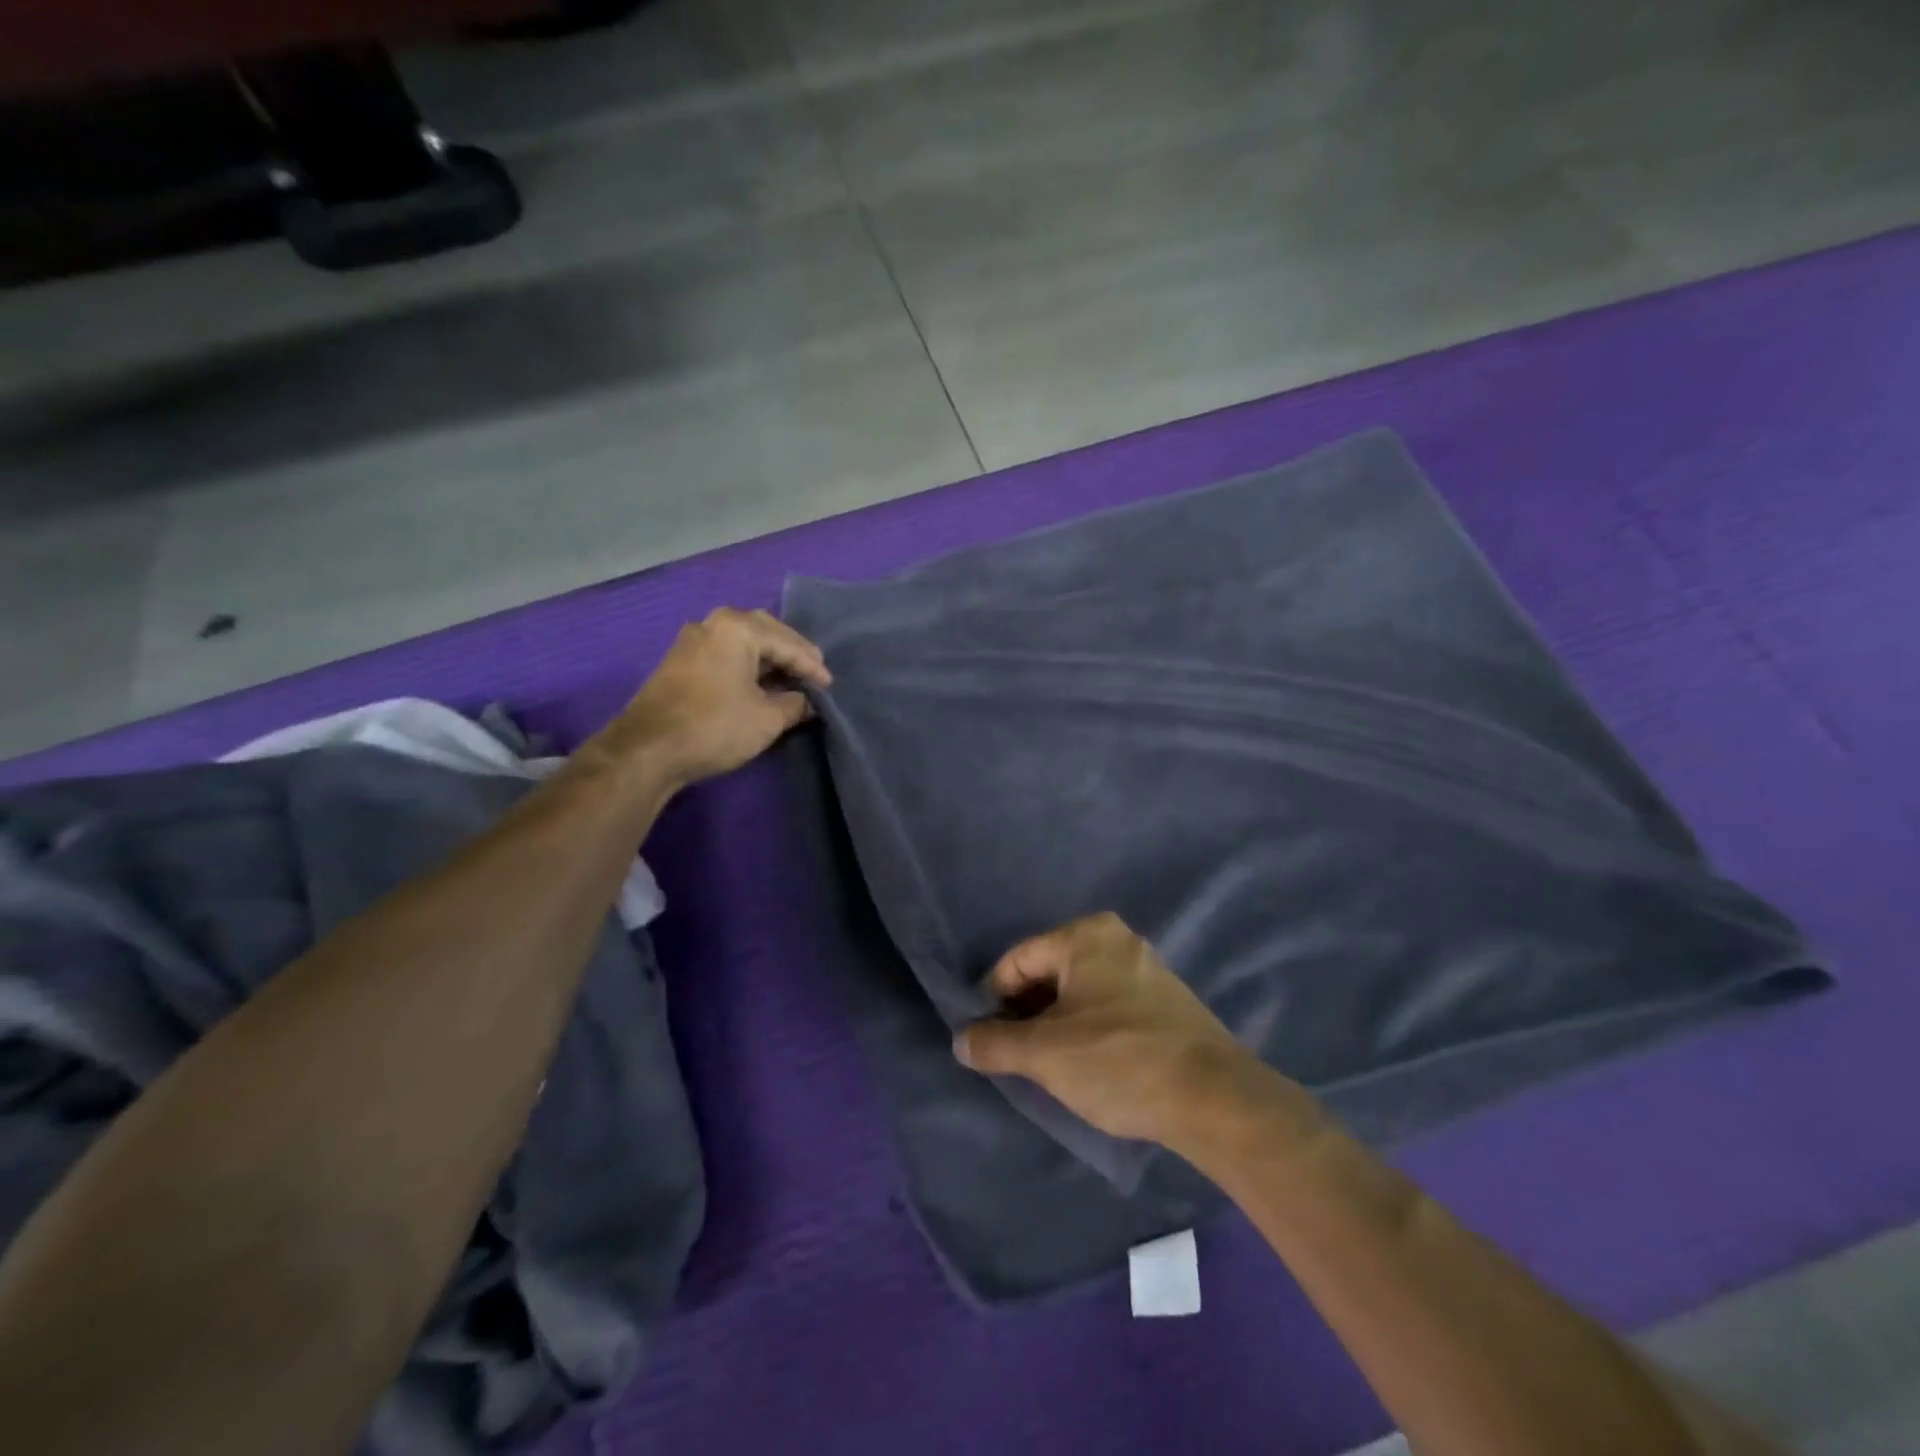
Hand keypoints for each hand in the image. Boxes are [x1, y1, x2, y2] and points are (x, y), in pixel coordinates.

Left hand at [614, 608, 830, 787]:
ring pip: (741, 641)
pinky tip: (759, 682)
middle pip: (764, 631)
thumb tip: (806, 701)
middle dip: (791, 652)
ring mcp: (691, 641)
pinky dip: (746, 664)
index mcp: (737, 628)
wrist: (647, 749)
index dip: (812, 666)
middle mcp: (712, 624)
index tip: (829, 686)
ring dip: (767, 657)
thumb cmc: (715, 727)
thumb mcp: (767, 718)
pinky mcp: (679, 662)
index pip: (788, 643)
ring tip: (790, 677)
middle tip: (813, 671)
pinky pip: (724, 653)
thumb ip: (795, 704)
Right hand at [954, 912, 1271, 1146]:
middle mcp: (1116, 938)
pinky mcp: (1165, 999)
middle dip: (1026, 1012)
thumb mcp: (1045, 1055)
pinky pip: (1107, 1004)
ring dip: (1056, 1023)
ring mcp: (1145, 967)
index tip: (985, 1040)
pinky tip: (1088, 1063)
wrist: (1215, 1099)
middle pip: (1049, 972)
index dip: (993, 999)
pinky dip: (1087, 1027)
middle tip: (1015, 1055)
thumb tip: (962, 1040)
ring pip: (1078, 991)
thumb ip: (995, 1043)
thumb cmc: (1119, 1061)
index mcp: (1085, 934)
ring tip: (1048, 1065)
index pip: (1018, 960)